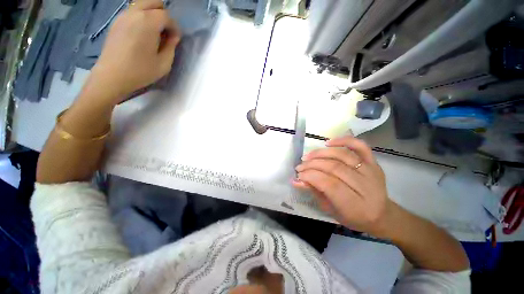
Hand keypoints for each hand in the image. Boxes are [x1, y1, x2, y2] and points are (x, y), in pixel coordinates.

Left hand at [90, 0, 180, 103]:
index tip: (176, 40)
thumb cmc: (141, 71)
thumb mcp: (164, 63)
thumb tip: (173, 36)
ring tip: (154, 33)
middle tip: (165, 32)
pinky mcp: (116, 22)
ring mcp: (123, 16)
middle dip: (163, 15)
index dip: (174, 28)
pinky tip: (142, 34)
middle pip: (154, 2)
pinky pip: (133, 12)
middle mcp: (135, 13)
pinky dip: (141, 18)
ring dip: (152, 15)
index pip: (167, 16)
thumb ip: (171, 46)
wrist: (112, 76)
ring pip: (142, 4)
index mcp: (148, 22)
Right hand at [293, 136, 391, 234]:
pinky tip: (328, 143)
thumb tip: (296, 180)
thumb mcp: (330, 209)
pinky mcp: (374, 162)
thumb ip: (314, 191)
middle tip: (300, 166)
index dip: (311, 176)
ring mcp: (371, 171)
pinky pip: (360, 146)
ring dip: (321, 153)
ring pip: (342, 155)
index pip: (329, 184)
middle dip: (312, 165)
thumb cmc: (352, 216)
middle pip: (334, 168)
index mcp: (355, 205)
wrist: (380, 214)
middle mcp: (366, 186)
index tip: (299, 175)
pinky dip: (344, 140)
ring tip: (307, 156)